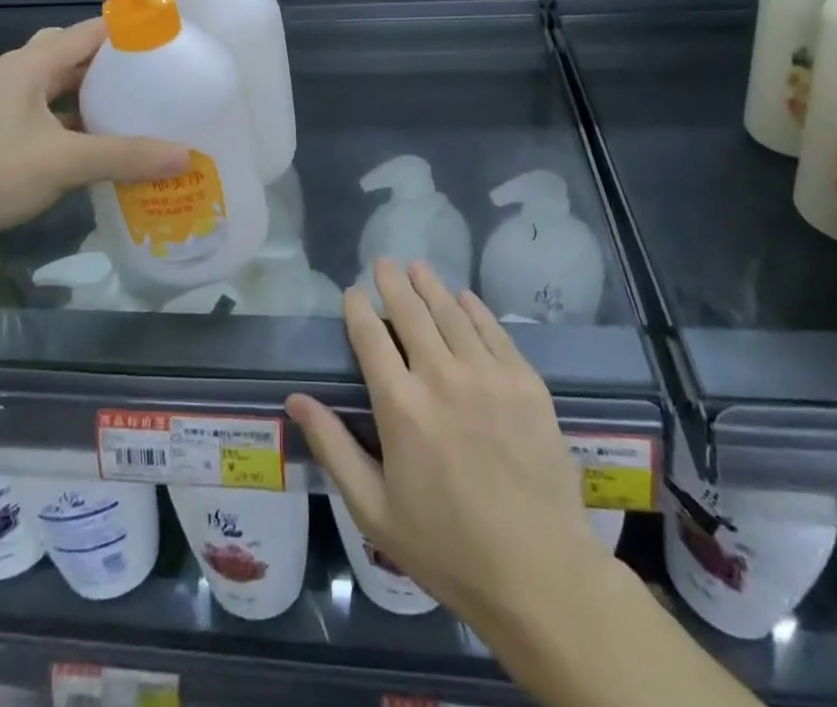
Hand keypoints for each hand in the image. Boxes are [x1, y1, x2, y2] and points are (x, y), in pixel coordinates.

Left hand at [0, 19, 187, 260]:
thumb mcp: (65, 162)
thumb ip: (127, 156)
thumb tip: (187, 155)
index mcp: (30, 64)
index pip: (91, 31)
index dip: (130, 32)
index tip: (172, 41)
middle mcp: (19, 74)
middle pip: (76, 54)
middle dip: (117, 62)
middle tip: (160, 74)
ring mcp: (8, 104)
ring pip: (63, 85)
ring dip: (96, 92)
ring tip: (141, 103)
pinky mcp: (3, 133)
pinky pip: (52, 113)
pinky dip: (79, 120)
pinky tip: (105, 140)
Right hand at [286, 259, 607, 635]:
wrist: (539, 573)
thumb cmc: (447, 547)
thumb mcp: (375, 510)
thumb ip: (334, 448)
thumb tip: (297, 399)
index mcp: (400, 406)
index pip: (370, 337)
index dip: (358, 309)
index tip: (352, 292)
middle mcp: (441, 376)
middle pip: (411, 313)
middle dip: (393, 283)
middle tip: (383, 262)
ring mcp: (488, 375)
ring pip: (452, 313)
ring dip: (431, 286)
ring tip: (418, 267)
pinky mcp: (525, 383)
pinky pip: (494, 331)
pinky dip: (475, 309)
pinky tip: (465, 298)